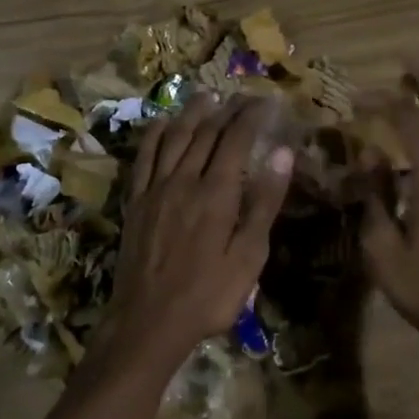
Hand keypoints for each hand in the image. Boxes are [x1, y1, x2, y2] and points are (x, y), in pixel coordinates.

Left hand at [98, 94, 293, 375]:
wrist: (148, 322)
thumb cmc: (208, 295)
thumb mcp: (249, 256)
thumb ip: (264, 202)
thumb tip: (282, 153)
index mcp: (216, 193)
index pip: (235, 139)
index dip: (251, 116)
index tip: (266, 102)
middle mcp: (183, 180)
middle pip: (205, 133)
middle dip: (226, 110)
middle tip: (242, 97)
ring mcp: (155, 189)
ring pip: (173, 138)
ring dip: (191, 113)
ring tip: (206, 96)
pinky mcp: (135, 202)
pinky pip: (144, 158)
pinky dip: (154, 135)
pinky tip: (162, 124)